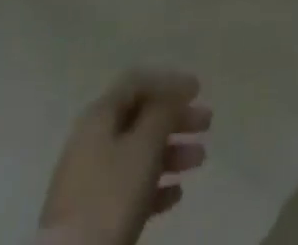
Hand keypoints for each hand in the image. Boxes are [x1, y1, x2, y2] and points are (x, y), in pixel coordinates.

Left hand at [38, 70, 211, 244]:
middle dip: (176, 117)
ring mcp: (91, 180)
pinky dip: (156, 185)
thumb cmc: (111, 196)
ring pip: (138, 153)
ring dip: (172, 151)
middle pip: (140, 117)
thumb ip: (163, 112)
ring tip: (200, 160)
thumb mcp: (143, 146)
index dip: (168, 81)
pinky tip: (176, 194)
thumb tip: (174, 92)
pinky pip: (130, 188)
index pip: (137, 83)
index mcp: (100, 116)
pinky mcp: (93, 215)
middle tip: (207, 123)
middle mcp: (92, 141)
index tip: (198, 90)